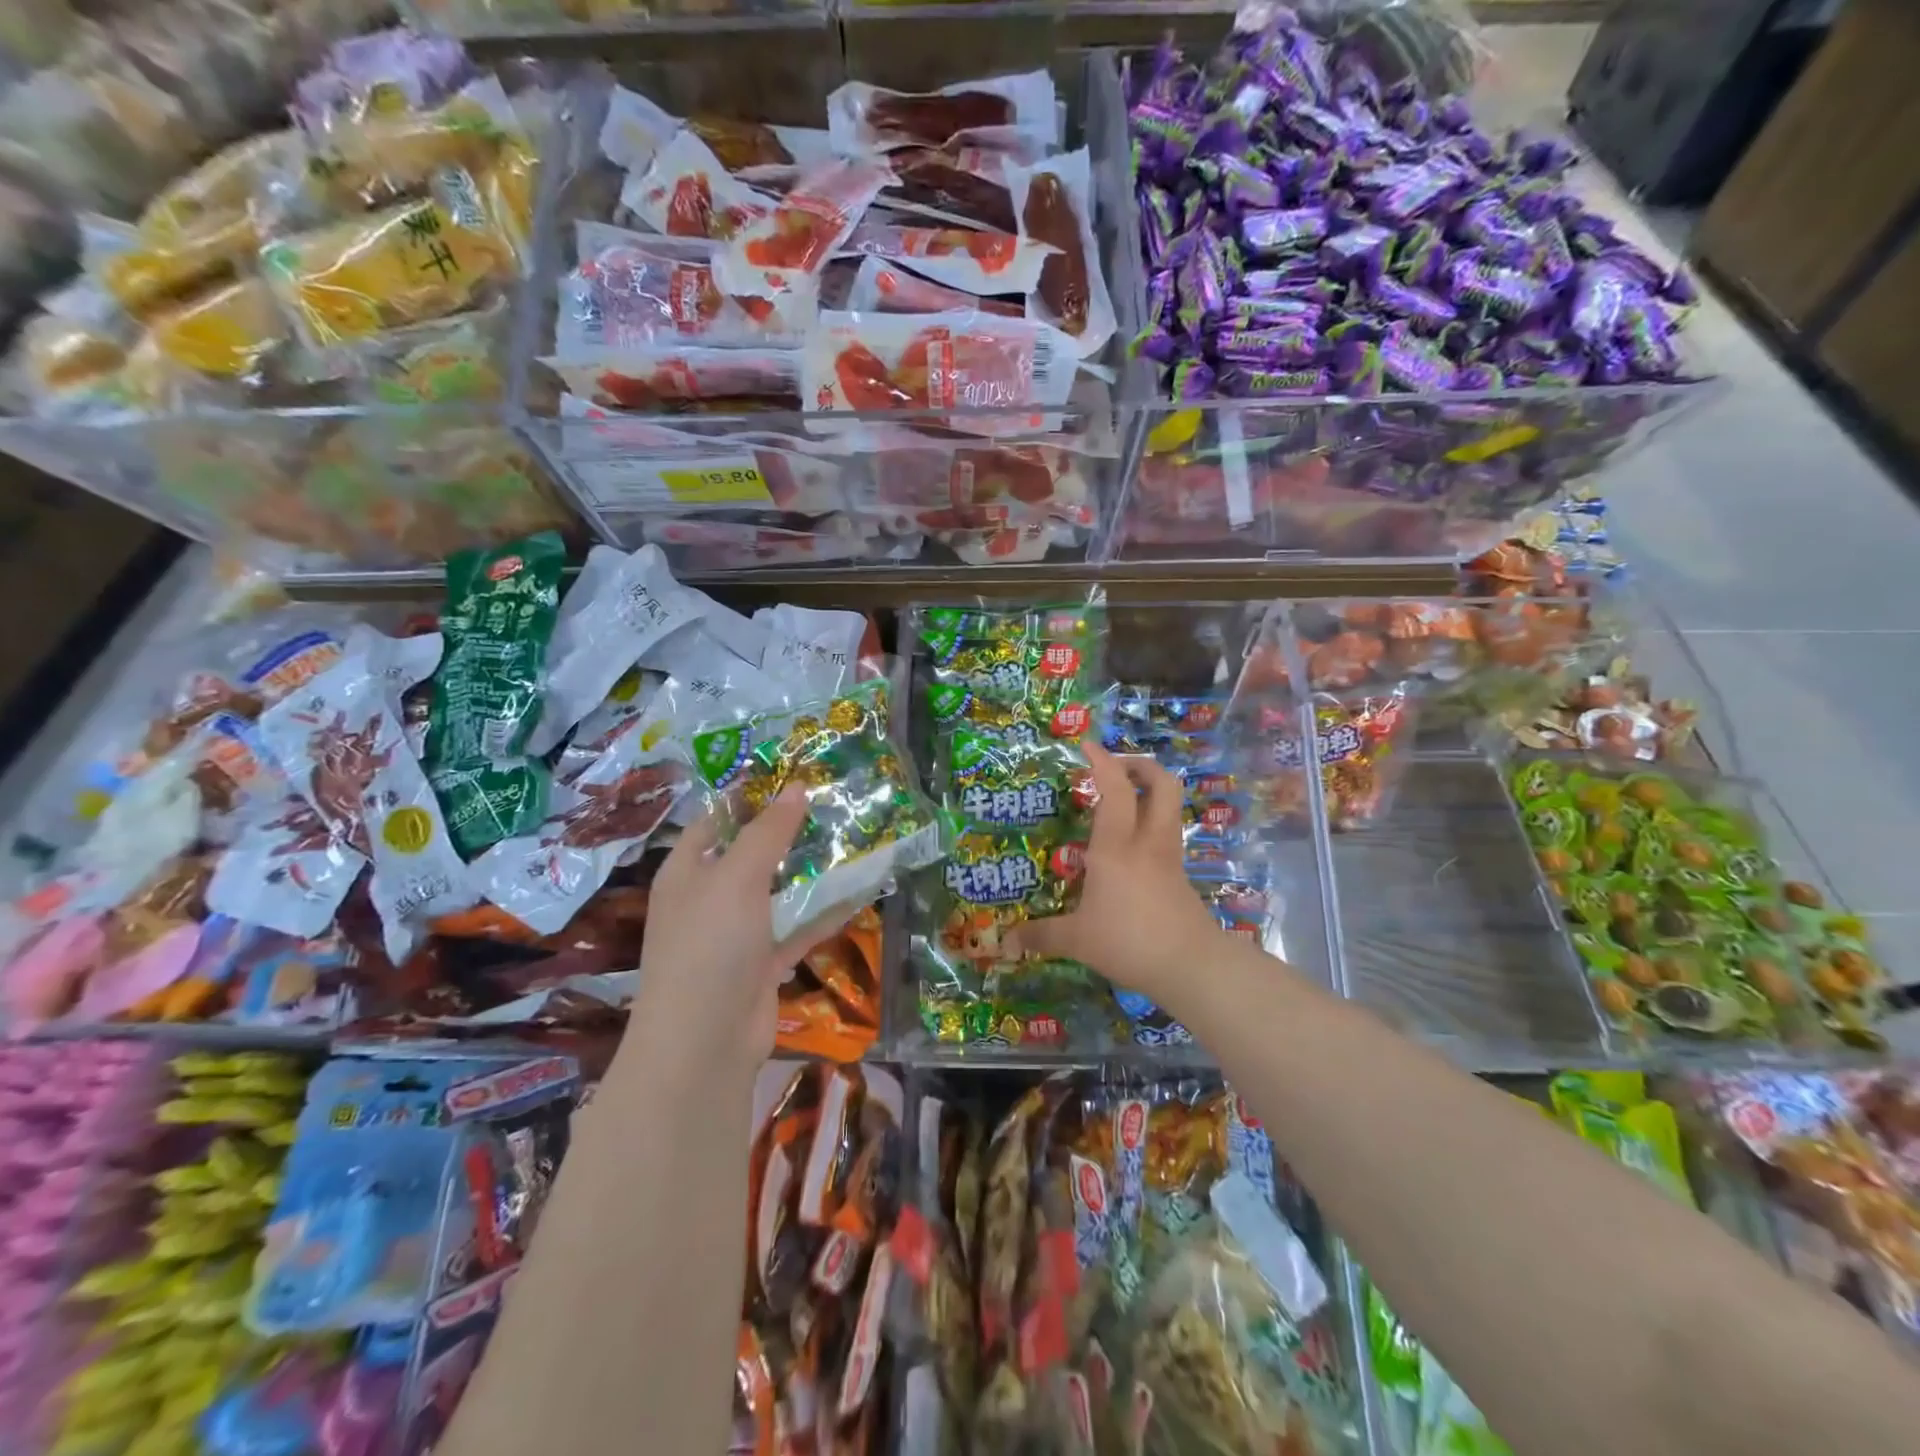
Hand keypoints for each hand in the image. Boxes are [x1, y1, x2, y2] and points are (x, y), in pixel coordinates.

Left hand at [632, 788, 849, 1068]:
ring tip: (855, 840)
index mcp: (688, 870)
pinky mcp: (763, 961)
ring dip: (812, 872)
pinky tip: (859, 891)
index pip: (718, 819)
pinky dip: (824, 912)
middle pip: (754, 853)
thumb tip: (797, 787)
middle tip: (836, 805)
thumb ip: (769, 832)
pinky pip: (797, 927)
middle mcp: (710, 896)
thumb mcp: (737, 877)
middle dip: (791, 832)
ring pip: (780, 890)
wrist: (704, 1042)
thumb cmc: (709, 945)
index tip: (793, 774)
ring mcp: (737, 932)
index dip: (750, 795)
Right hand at [1003, 743, 1231, 1009]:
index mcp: (1116, 847)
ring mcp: (1168, 857)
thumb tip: (1006, 942)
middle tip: (1116, 768)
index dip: (1103, 761)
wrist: (1190, 966)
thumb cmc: (1128, 941)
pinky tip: (1132, 846)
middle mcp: (1146, 842)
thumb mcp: (1077, 940)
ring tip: (1124, 798)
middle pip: (1161, 784)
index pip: (1114, 789)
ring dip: (1151, 790)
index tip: (1088, 746)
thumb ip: (1041, 936)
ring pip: (1171, 806)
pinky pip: (1167, 834)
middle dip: (1141, 765)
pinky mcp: (1180, 875)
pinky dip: (1152, 824)